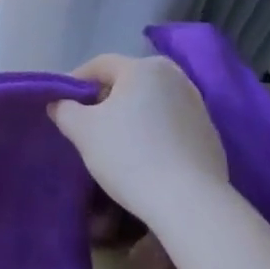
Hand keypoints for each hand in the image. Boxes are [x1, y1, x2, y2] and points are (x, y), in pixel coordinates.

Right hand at [50, 53, 228, 215]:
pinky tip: (145, 159)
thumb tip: (59, 103)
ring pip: (151, 103)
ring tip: (115, 144)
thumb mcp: (83, 131)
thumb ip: (64, 110)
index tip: (62, 105)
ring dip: (131, 117)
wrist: (189, 203)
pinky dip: (154, 134)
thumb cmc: (130, 156)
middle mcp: (175, 77)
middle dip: (105, 100)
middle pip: (128, 82)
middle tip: (87, 125)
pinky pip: (171, 125)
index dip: (75, 83)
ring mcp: (198, 106)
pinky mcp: (210, 135)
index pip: (100, 65)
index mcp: (145, 67)